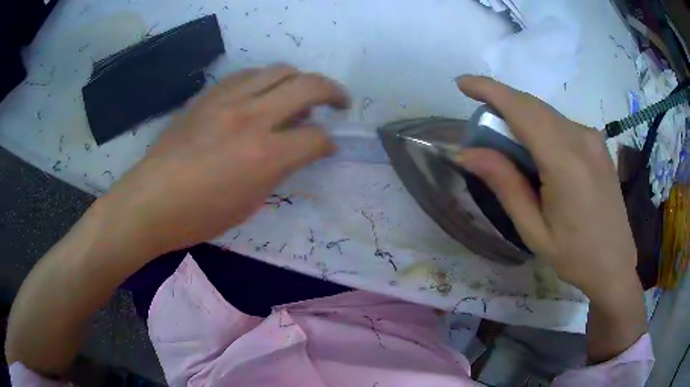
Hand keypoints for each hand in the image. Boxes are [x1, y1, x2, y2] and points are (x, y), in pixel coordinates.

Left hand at [102, 64, 349, 256]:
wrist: (151, 200)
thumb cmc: (200, 216)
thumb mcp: (250, 203)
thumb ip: (279, 170)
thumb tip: (296, 149)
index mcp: (266, 156)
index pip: (316, 138)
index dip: (329, 143)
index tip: (329, 146)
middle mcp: (252, 118)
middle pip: (308, 86)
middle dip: (333, 92)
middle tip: (339, 102)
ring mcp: (229, 100)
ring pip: (280, 70)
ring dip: (300, 80)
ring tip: (300, 95)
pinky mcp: (210, 95)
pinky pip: (248, 74)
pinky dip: (266, 80)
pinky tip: (263, 93)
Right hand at [455, 76, 638, 307]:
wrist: (615, 263)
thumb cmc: (574, 255)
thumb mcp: (534, 229)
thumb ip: (505, 185)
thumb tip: (467, 153)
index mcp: (565, 162)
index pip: (522, 110)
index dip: (490, 90)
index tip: (463, 83)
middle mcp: (581, 139)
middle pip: (533, 106)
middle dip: (502, 102)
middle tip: (480, 121)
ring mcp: (593, 139)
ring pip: (547, 113)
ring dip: (521, 116)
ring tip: (507, 142)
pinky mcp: (597, 144)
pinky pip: (562, 123)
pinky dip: (541, 126)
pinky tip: (537, 151)